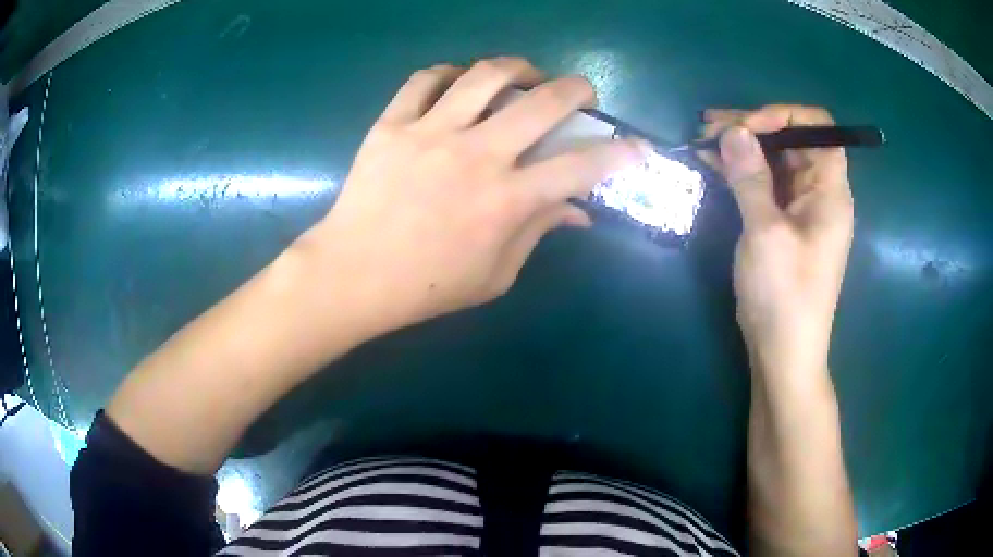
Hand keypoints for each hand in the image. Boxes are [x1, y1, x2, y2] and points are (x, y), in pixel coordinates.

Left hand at [297, 57, 646, 333]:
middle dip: (576, 89)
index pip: (581, 167)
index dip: (619, 154)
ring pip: (485, 75)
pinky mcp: (392, 124)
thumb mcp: (495, 276)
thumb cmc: (426, 287)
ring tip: (524, 72)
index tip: (637, 147)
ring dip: (517, 66)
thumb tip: (576, 210)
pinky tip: (458, 80)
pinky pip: (424, 79)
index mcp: (507, 201)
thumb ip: (538, 234)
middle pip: (542, 102)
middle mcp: (477, 155)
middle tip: (581, 91)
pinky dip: (449, 72)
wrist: (352, 275)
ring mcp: (431, 133)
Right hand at [700, 105, 853, 377]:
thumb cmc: (785, 295)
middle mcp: (818, 194)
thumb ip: (751, 177)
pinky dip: (740, 172)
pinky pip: (763, 185)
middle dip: (752, 128)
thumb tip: (734, 131)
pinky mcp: (782, 224)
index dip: (784, 116)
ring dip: (741, 148)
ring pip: (773, 162)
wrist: (783, 352)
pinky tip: (711, 163)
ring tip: (703, 139)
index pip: (818, 129)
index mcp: (829, 191)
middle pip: (791, 142)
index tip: (747, 126)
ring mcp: (799, 210)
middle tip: (710, 126)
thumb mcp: (767, 232)